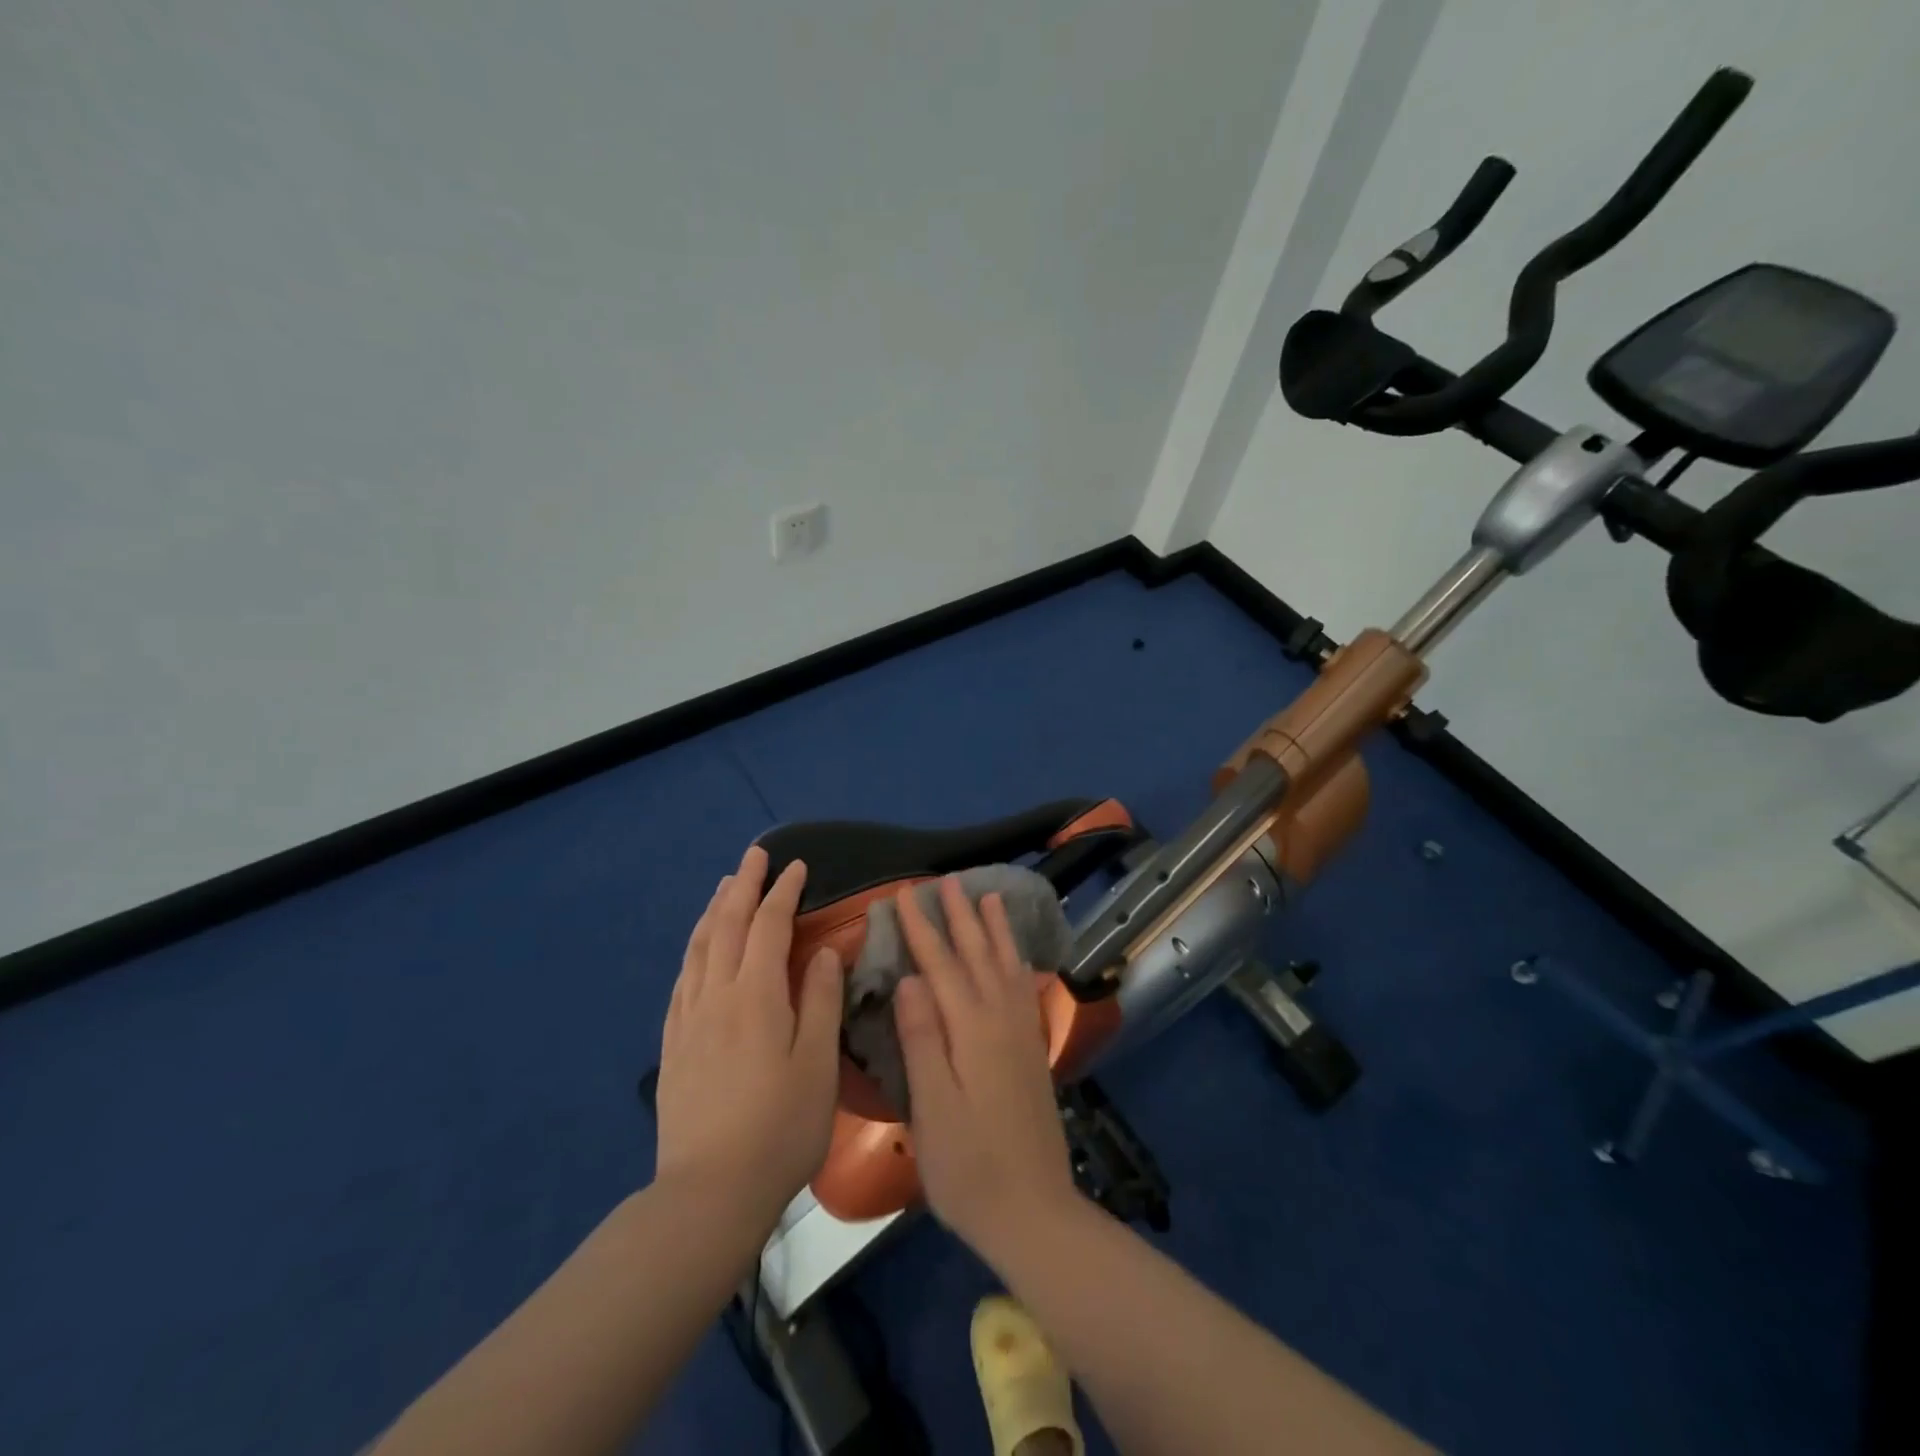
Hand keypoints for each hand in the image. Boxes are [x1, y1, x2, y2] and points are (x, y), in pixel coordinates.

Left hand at [654, 844, 842, 1232]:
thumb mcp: (818, 1064)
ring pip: (699, 947)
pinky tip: (698, 947)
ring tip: (726, 886)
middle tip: (755, 855)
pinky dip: (694, 948)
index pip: (770, 926)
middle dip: (744, 885)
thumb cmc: (781, 1127)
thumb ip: (822, 1001)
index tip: (796, 866)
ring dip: (715, 910)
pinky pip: (682, 978)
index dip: (784, 892)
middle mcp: (717, 995)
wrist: (710, 1192)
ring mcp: (689, 1019)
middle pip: (729, 925)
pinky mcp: (674, 1044)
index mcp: (757, 996)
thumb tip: (827, 951)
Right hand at [892, 878, 1080, 1260]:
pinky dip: (1016, 959)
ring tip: (989, 896)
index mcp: (970, 1030)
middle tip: (946, 880)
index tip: (903, 893)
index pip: (940, 965)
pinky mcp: (1032, 1049)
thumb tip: (910, 977)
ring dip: (995, 928)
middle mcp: (1001, 1019)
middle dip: (959, 915)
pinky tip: (1014, 956)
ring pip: (1006, 964)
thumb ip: (922, 1039)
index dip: (920, 927)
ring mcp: (1021, 1033)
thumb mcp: (932, 1108)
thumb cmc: (968, 1166)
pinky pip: (1023, 986)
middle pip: (977, 954)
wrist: (1034, 1211)